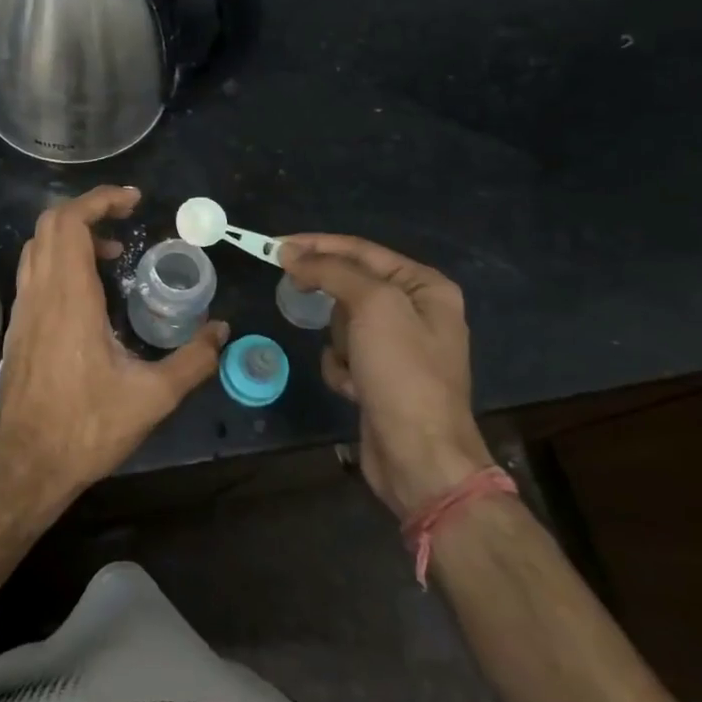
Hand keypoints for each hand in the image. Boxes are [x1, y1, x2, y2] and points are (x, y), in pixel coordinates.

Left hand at [0, 186, 226, 519]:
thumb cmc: (86, 428)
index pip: (71, 223)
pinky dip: (60, 258)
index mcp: (69, 298)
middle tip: (127, 219)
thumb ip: (193, 361)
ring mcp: (25, 309)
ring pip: (38, 246)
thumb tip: (222, 331)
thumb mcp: (152, 398)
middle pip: (51, 224)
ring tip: (113, 251)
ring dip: (72, 233)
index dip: (100, 200)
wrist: (26, 465)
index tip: (133, 200)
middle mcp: (41, 293)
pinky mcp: (20, 326)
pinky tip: (89, 289)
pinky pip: (35, 270)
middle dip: (89, 209)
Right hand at [279, 234, 489, 519]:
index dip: (317, 245)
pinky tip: (352, 388)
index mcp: (425, 287)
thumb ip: (332, 271)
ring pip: (343, 322)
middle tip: (297, 293)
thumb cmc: (402, 372)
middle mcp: (417, 311)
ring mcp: (399, 347)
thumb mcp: (372, 306)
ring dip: (337, 340)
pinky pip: (344, 355)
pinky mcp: (380, 377)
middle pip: (351, 285)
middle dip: (331, 300)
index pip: (361, 251)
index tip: (276, 246)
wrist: (419, 456)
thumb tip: (290, 253)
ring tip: (351, 362)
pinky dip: (340, 368)